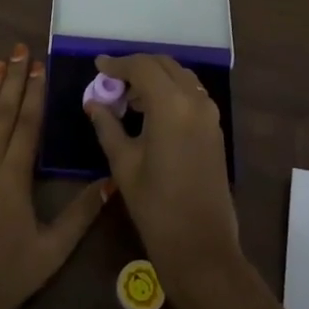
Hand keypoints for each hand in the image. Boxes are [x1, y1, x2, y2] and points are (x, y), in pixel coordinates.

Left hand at [0, 44, 110, 308]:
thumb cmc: (1, 283)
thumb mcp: (50, 253)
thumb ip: (81, 215)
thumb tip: (111, 181)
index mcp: (13, 179)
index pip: (27, 124)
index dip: (34, 92)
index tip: (38, 64)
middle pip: (1, 114)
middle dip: (12, 79)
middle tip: (18, 49)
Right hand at [84, 54, 240, 287]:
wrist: (201, 245)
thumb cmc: (156, 206)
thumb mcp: (124, 163)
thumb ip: (107, 125)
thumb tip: (93, 102)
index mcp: (171, 105)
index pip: (142, 66)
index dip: (118, 63)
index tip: (98, 65)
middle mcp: (195, 100)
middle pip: (164, 65)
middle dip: (137, 67)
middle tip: (112, 81)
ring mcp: (209, 114)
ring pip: (180, 77)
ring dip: (155, 78)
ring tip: (129, 98)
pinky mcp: (215, 128)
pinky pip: (191, 94)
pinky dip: (171, 91)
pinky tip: (151, 112)